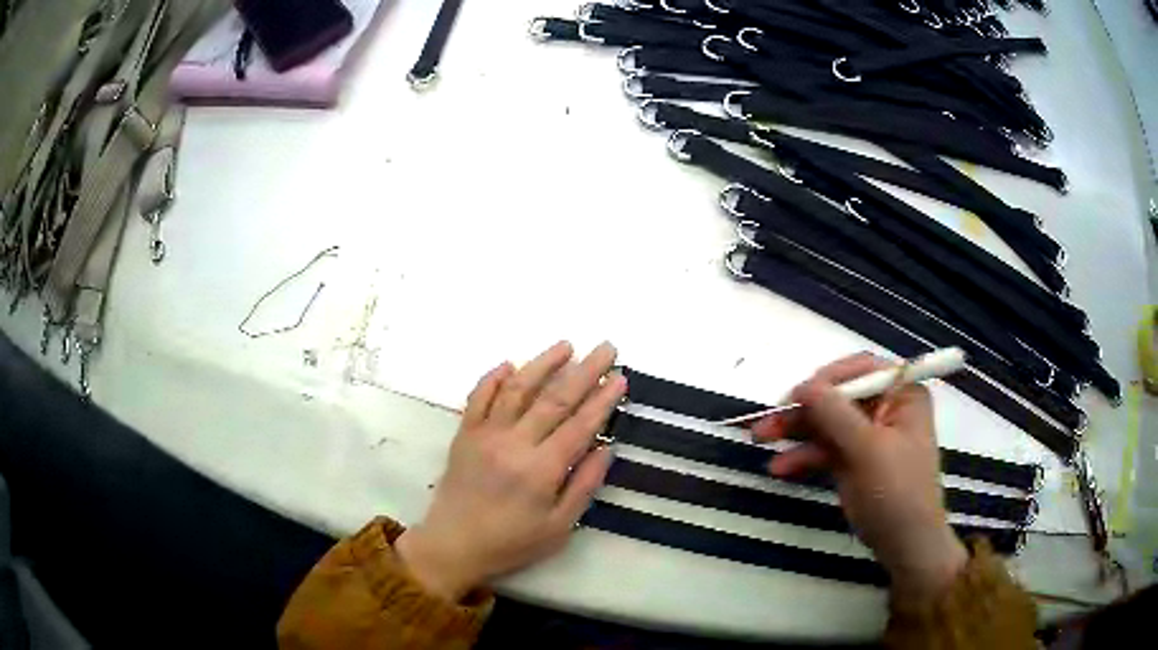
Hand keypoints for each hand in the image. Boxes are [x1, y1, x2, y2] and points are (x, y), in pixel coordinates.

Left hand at [395, 341, 625, 601]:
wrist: (453, 545)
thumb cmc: (511, 542)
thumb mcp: (558, 527)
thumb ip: (584, 486)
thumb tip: (606, 447)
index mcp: (541, 470)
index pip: (580, 425)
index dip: (603, 399)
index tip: (620, 377)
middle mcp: (514, 444)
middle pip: (554, 399)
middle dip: (585, 371)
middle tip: (606, 347)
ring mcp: (485, 435)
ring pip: (517, 389)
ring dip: (542, 363)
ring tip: (566, 345)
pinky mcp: (464, 434)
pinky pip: (478, 397)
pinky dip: (494, 377)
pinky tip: (510, 364)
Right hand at [752, 353, 966, 602]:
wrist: (905, 544)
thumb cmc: (897, 490)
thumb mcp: (868, 449)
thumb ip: (835, 414)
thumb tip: (804, 385)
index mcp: (901, 394)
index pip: (862, 370)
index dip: (828, 379)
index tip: (797, 394)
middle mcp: (885, 409)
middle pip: (838, 397)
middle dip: (803, 409)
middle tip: (767, 418)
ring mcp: (868, 436)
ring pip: (826, 423)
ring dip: (796, 432)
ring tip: (760, 439)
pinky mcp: (854, 461)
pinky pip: (824, 449)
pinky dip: (803, 456)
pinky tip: (780, 467)